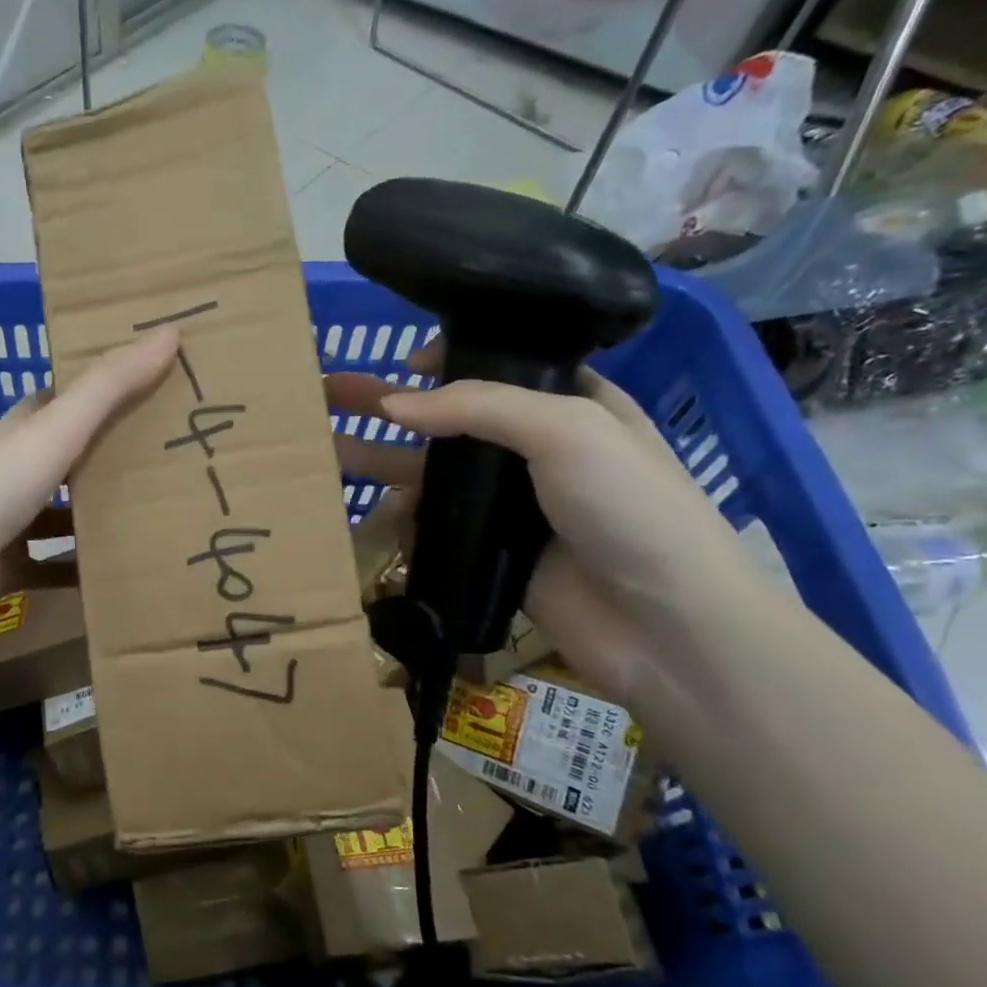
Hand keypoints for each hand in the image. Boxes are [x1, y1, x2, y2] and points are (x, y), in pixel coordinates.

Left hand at [0, 328, 179, 634]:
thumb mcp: (55, 430)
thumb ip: (109, 386)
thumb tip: (169, 330)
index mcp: (24, 429)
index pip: (69, 398)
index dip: (110, 388)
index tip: (161, 384)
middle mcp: (17, 469)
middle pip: (75, 455)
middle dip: (118, 455)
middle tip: (179, 456)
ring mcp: (12, 520)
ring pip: (68, 512)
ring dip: (105, 515)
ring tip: (165, 517)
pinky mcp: (12, 565)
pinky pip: (58, 565)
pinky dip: (85, 569)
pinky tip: (124, 574)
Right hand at [327, 346, 766, 703]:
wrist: (662, 624)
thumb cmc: (629, 507)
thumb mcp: (568, 428)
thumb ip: (478, 407)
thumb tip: (392, 404)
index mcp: (567, 406)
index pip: (498, 370)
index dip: (448, 361)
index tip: (404, 362)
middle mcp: (532, 452)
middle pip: (446, 420)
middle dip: (387, 404)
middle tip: (327, 390)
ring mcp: (507, 507)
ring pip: (430, 476)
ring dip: (379, 461)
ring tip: (324, 450)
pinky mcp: (487, 554)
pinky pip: (431, 528)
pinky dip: (403, 521)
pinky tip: (379, 517)